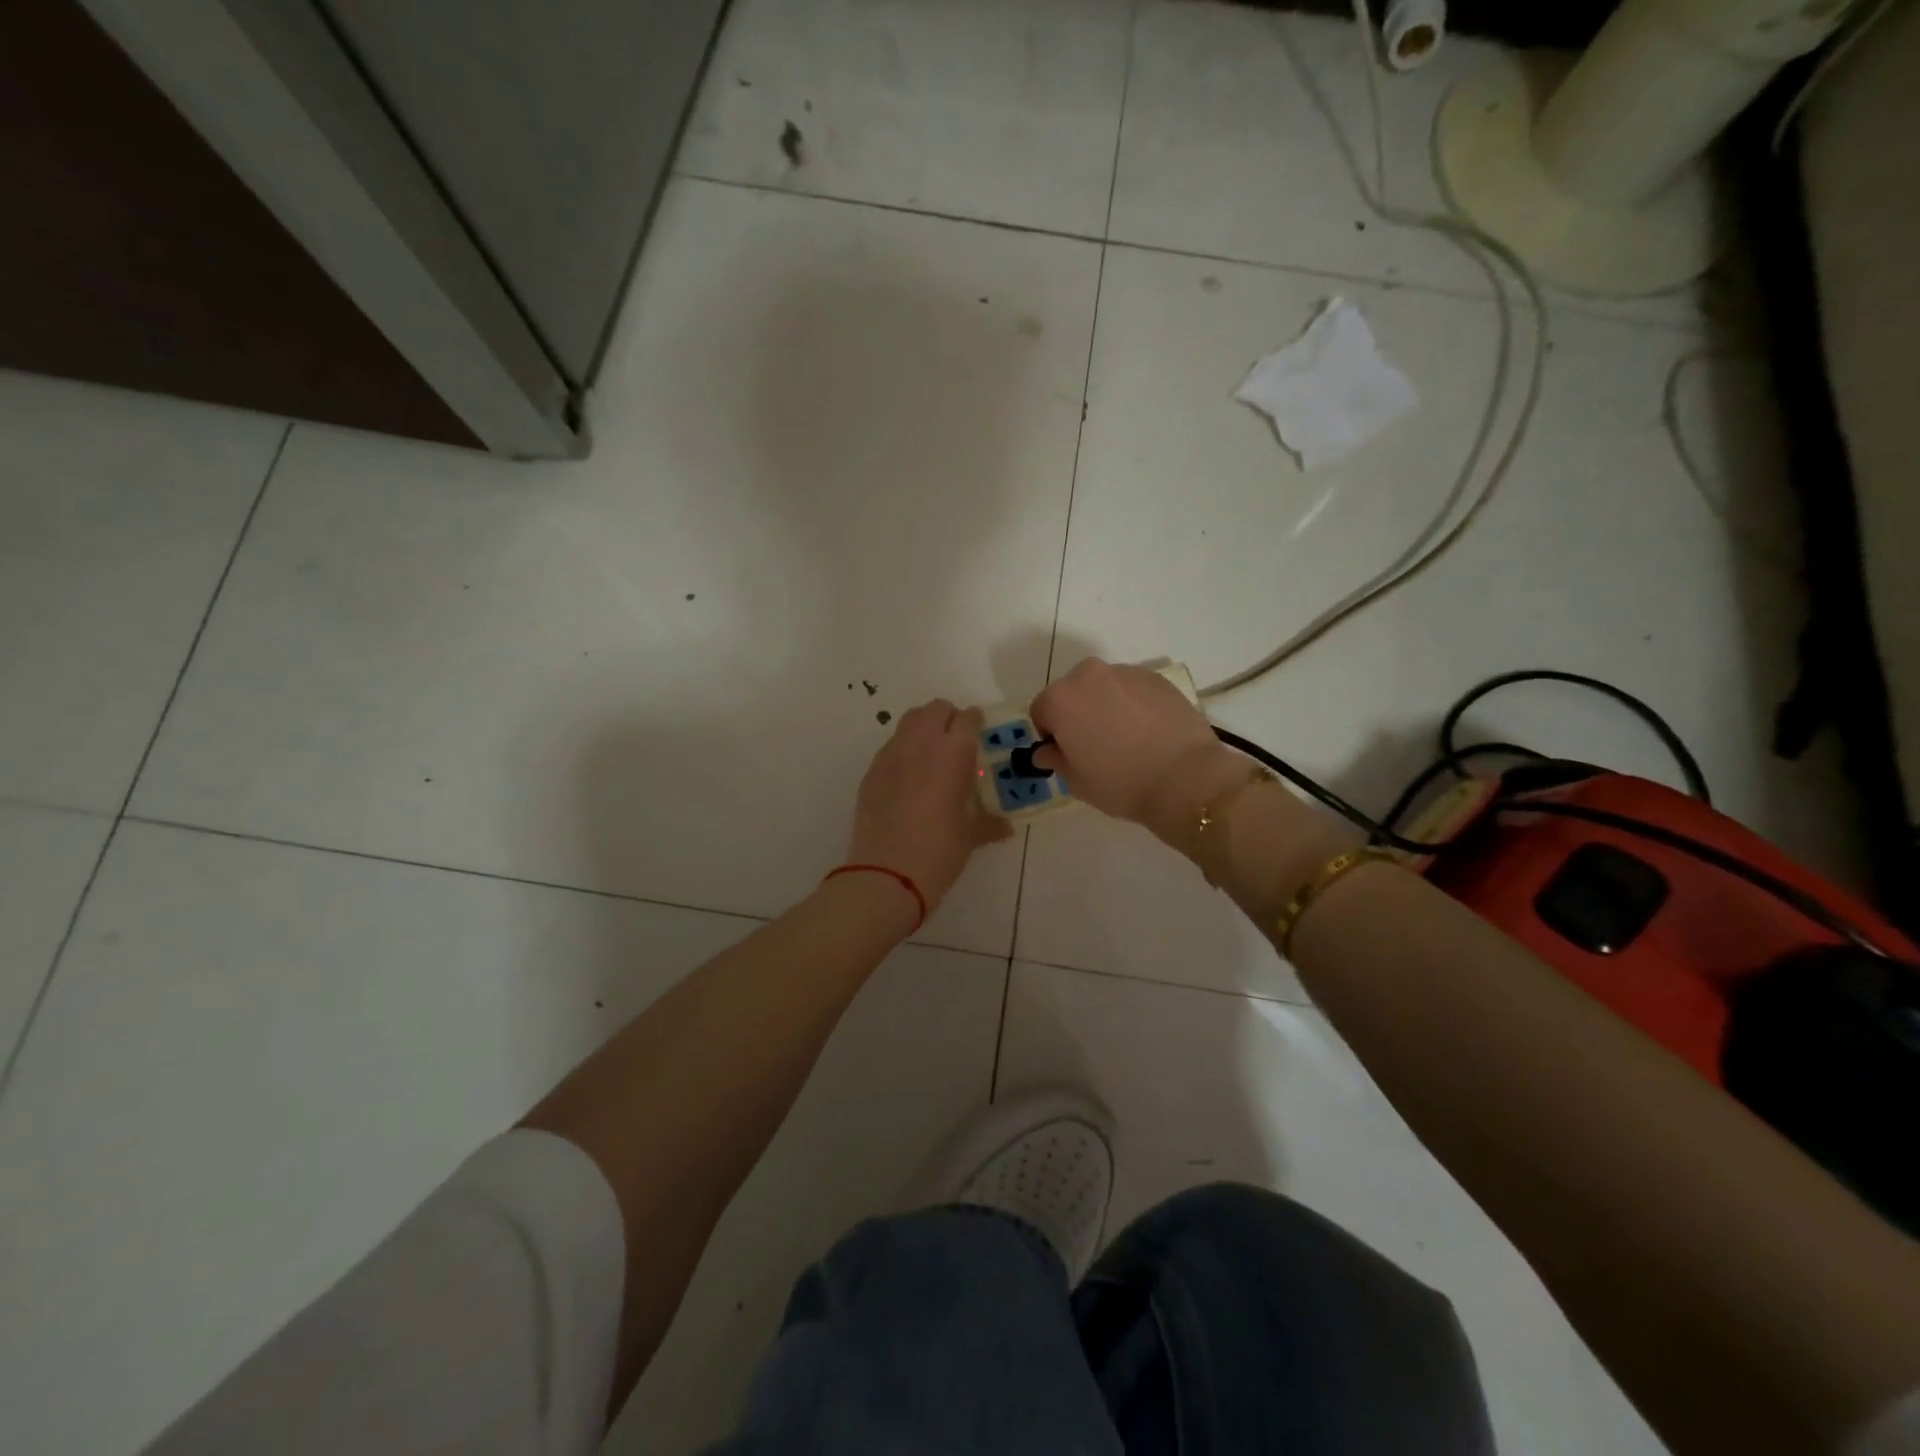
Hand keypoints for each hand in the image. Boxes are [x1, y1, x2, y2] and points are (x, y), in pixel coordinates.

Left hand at [845, 700, 1011, 912]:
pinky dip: (903, 749)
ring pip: (910, 721)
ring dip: (924, 727)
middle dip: (949, 718)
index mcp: (954, 753)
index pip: (967, 719)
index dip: (976, 722)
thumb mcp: (972, 836)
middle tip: (957, 741)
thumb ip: (990, 823)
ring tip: (932, 754)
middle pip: (936, 709)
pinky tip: (909, 776)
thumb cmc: (940, 852)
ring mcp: (892, 754)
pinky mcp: (872, 770)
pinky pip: (891, 745)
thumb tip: (1004, 826)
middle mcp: (922, 743)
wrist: (886, 874)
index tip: (980, 732)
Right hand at [1030, 658, 1240, 834]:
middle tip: (1094, 745)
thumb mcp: (1077, 781)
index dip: (1050, 734)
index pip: (1041, 711)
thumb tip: (1048, 750)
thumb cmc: (1120, 783)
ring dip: (1105, 706)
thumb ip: (1056, 759)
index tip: (1066, 753)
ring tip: (1126, 738)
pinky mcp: (1157, 678)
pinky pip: (1132, 689)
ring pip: (1103, 688)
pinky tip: (1148, 731)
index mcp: (1061, 699)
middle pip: (1071, 692)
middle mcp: (1089, 675)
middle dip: (1076, 714)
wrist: (1186, 778)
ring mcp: (1126, 672)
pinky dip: (1132, 704)